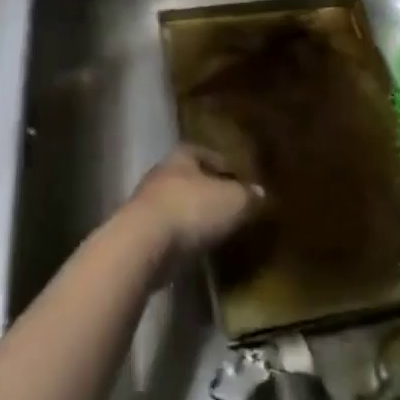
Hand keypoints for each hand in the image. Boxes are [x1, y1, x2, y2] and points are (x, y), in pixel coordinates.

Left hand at [120, 145, 260, 264]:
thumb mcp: (233, 201)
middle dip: (206, 188)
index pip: (202, 151)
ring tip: (214, 227)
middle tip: (228, 202)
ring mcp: (145, 205)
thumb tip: (260, 192)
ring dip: (191, 214)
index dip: (220, 162)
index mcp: (181, 157)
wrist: (143, 245)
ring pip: (175, 204)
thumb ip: (248, 196)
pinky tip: (195, 247)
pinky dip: (180, 236)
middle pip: (187, 177)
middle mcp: (160, 175)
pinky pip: (166, 230)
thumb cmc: (191, 210)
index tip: (237, 175)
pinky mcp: (138, 235)